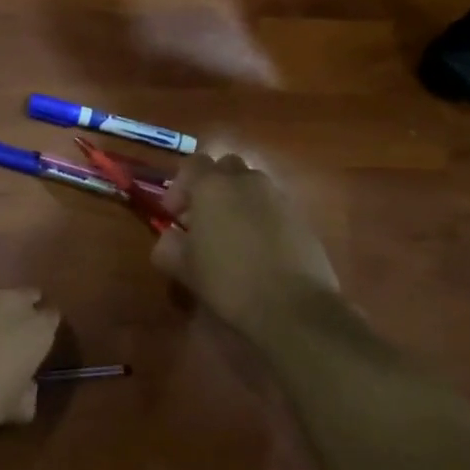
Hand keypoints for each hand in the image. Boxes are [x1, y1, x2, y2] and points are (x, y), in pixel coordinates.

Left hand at [0, 288, 59, 445]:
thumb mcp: (11, 410)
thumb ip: (26, 394)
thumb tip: (27, 390)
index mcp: (36, 330)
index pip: (51, 319)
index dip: (42, 330)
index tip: (34, 343)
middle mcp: (11, 302)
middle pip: (24, 297)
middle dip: (18, 311)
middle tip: (5, 334)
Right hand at [152, 153, 339, 339]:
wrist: (293, 306)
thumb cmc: (229, 282)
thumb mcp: (185, 269)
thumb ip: (168, 246)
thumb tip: (170, 238)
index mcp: (212, 186)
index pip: (193, 163)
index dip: (180, 186)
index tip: (175, 215)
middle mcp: (246, 181)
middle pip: (226, 167)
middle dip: (213, 186)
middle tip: (204, 219)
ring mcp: (278, 197)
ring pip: (252, 185)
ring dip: (239, 200)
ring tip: (233, 236)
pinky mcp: (301, 217)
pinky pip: (274, 206)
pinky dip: (262, 218)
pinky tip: (259, 250)